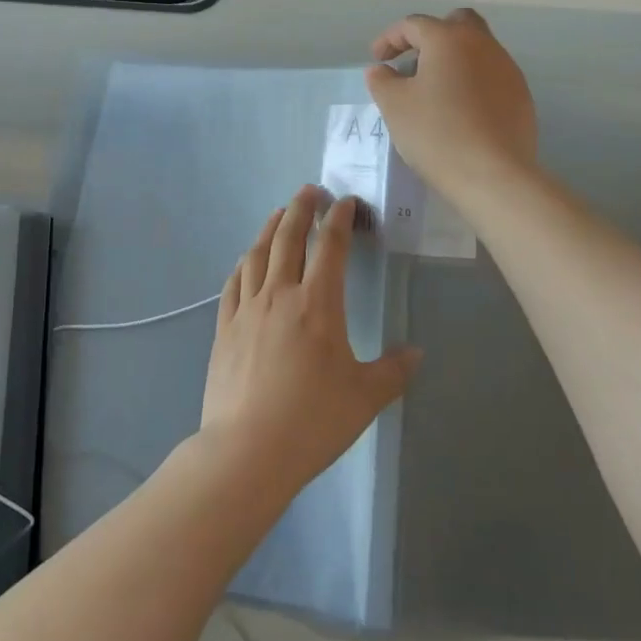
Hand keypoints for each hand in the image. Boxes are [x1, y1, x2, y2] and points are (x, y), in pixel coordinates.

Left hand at [201, 185, 419, 495]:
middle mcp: (279, 294)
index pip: (330, 246)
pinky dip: (243, 263)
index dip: (339, 218)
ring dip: (270, 227)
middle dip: (301, 208)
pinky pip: (234, 283)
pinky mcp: (224, 327)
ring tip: (278, 214)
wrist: (247, 449)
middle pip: (288, 237)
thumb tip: (416, 353)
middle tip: (310, 190)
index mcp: (317, 303)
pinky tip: (247, 261)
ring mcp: (247, 308)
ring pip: (257, 253)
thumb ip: (394, 371)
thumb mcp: (365, 398)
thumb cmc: (312, 420)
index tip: (345, 201)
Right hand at [365, 8, 538, 206]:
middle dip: (431, 37)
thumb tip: (383, 70)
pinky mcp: (521, 96)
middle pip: (456, 24)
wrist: (493, 175)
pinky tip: (459, 111)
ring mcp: (507, 69)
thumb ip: (382, 80)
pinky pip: (490, 76)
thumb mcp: (394, 105)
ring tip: (434, 90)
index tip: (377, 60)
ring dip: (453, 60)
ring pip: (476, 50)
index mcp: (449, 39)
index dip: (390, 39)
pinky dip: (471, 82)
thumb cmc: (436, 133)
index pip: (413, 25)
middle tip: (413, 62)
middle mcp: (483, 44)